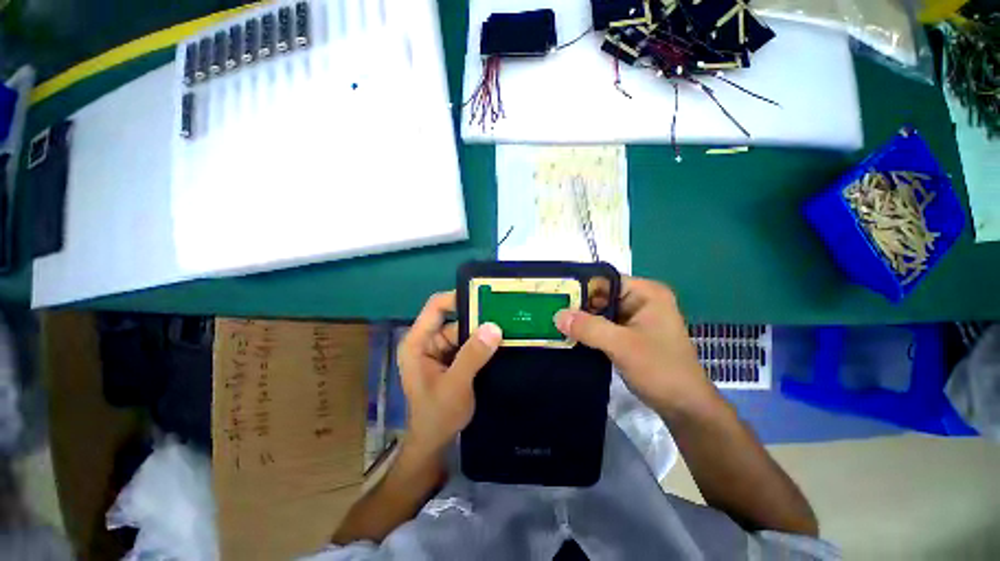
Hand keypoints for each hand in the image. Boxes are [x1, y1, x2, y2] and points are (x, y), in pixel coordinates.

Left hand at [397, 292, 502, 456]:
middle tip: (504, 313)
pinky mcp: (452, 358)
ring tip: (508, 326)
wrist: (436, 442)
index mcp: (418, 342)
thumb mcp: (455, 385)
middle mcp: (428, 340)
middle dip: (477, 318)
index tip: (485, 297)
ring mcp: (441, 349)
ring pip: (465, 331)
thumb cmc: (437, 415)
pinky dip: (482, 343)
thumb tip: (494, 327)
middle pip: (454, 318)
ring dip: (483, 331)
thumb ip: (473, 356)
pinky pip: (469, 343)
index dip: (457, 298)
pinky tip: (500, 342)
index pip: (436, 308)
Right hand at [554, 277, 716, 415]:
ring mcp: (635, 318)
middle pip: (601, 295)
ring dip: (581, 320)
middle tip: (550, 313)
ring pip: (600, 312)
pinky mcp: (630, 334)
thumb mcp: (622, 346)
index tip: (555, 297)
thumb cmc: (660, 370)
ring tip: (555, 323)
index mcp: (646, 293)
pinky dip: (588, 331)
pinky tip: (570, 336)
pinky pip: (603, 326)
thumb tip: (557, 315)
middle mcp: (641, 300)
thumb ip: (589, 328)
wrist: (684, 407)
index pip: (605, 280)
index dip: (580, 287)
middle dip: (578, 305)